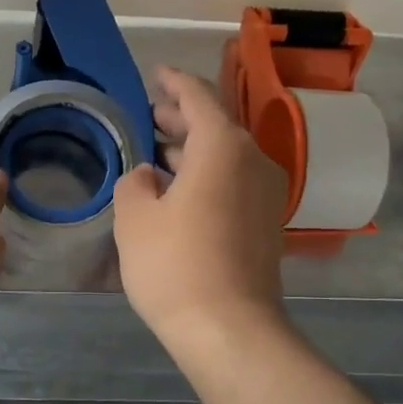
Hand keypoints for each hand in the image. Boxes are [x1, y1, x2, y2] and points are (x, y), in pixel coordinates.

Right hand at [112, 67, 290, 352]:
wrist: (230, 330)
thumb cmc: (175, 265)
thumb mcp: (134, 218)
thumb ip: (136, 183)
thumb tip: (149, 176)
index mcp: (222, 146)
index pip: (198, 97)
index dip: (173, 82)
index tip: (156, 74)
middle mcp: (253, 160)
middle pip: (216, 125)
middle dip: (181, 118)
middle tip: (150, 116)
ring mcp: (267, 193)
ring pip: (227, 156)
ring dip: (193, 149)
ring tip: (159, 152)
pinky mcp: (267, 223)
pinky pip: (235, 182)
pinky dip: (208, 175)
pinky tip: (180, 190)